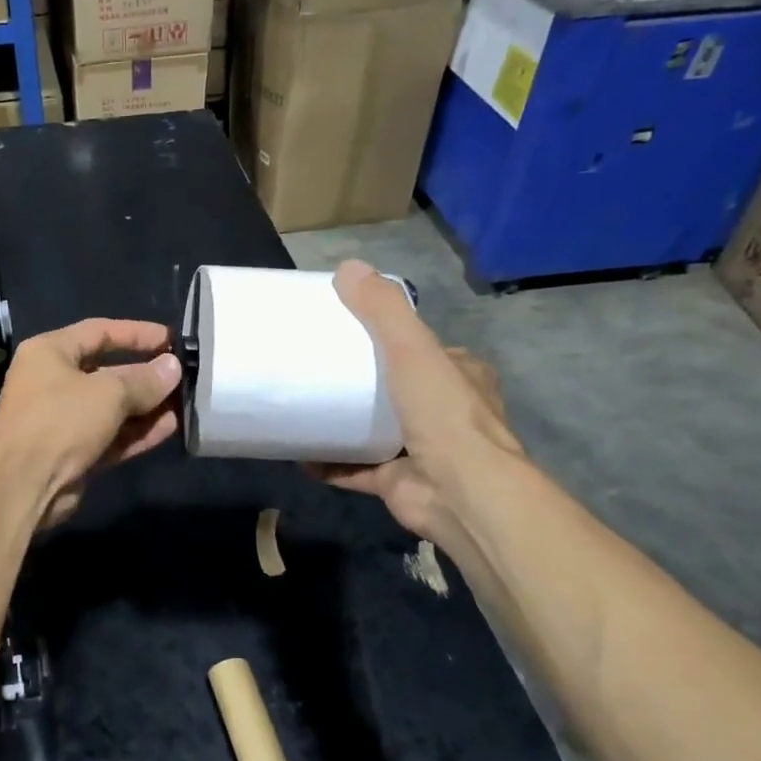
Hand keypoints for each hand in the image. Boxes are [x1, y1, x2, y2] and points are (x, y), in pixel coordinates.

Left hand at [0, 318, 183, 530]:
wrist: (22, 485)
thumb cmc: (60, 421)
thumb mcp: (108, 393)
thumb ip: (144, 380)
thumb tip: (173, 368)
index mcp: (49, 353)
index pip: (98, 331)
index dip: (136, 333)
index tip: (171, 339)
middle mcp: (53, 382)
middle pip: (107, 372)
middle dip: (145, 375)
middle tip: (184, 377)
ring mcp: (63, 420)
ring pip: (112, 408)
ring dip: (146, 407)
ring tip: (185, 404)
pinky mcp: (73, 453)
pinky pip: (111, 436)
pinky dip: (137, 432)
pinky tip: (171, 428)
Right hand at [308, 261, 523, 544]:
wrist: (459, 492)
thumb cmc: (442, 414)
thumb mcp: (412, 349)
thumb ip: (382, 310)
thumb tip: (348, 267)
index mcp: (461, 377)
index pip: (425, 350)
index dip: (392, 339)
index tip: (351, 332)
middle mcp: (446, 413)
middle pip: (398, 390)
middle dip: (363, 384)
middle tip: (318, 371)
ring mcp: (422, 451)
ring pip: (376, 432)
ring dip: (344, 425)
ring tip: (304, 409)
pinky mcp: (398, 483)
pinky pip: (356, 470)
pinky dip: (330, 464)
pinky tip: (300, 455)